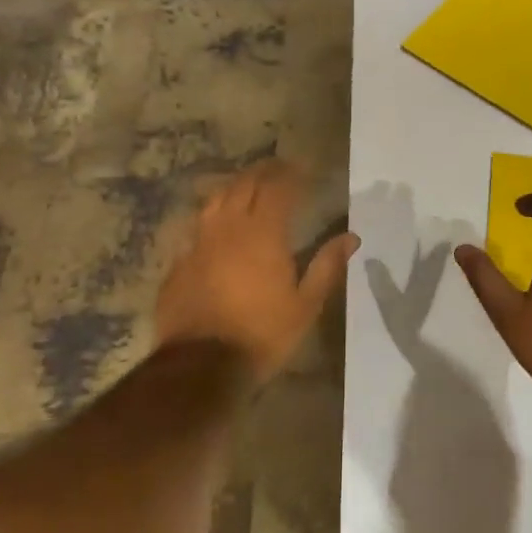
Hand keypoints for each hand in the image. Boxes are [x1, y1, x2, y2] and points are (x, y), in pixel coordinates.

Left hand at [155, 161, 358, 383]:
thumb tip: (351, 237)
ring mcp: (199, 242)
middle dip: (263, 172)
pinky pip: (198, 226)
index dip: (290, 174)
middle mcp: (229, 228)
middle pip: (244, 185)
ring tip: (248, 185)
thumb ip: (327, 266)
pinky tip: (218, 224)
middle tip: (278, 167)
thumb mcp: (305, 305)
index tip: (303, 168)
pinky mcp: (180, 261)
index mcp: (264, 234)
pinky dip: (213, 216)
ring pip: (216, 199)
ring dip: (235, 186)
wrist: (200, 365)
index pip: (278, 188)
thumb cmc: (262, 334)